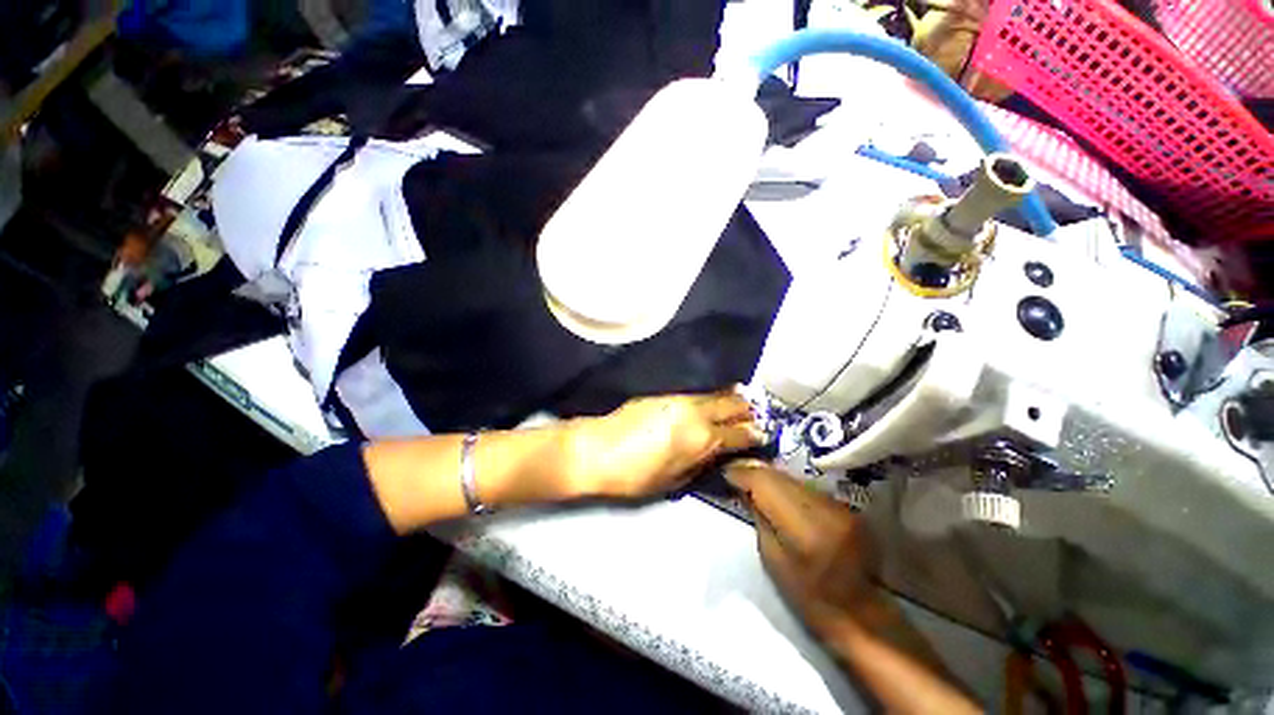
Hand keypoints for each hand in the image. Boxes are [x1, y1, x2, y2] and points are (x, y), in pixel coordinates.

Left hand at [564, 392, 763, 498]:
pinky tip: (712, 399)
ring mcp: (680, 400)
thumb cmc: (635, 476)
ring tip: (743, 398)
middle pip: (732, 405)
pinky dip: (711, 396)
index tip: (764, 434)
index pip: (739, 433)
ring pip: (715, 394)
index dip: (755, 434)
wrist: (597, 449)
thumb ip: (701, 464)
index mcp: (702, 440)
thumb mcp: (674, 481)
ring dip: (731, 397)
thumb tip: (717, 455)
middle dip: (748, 409)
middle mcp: (697, 414)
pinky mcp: (665, 395)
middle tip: (759, 411)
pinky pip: (698, 394)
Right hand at [727, 463, 977, 712]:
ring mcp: (838, 505)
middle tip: (735, 473)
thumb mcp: (771, 558)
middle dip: (755, 471)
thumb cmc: (807, 595)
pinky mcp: (845, 506)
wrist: (858, 612)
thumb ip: (758, 516)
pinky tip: (780, 494)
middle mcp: (823, 508)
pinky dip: (789, 487)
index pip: (766, 483)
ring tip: (755, 483)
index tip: (725, 472)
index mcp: (803, 527)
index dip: (743, 473)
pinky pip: (807, 486)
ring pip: (793, 477)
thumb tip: (742, 487)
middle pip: (779, 475)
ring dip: (772, 478)